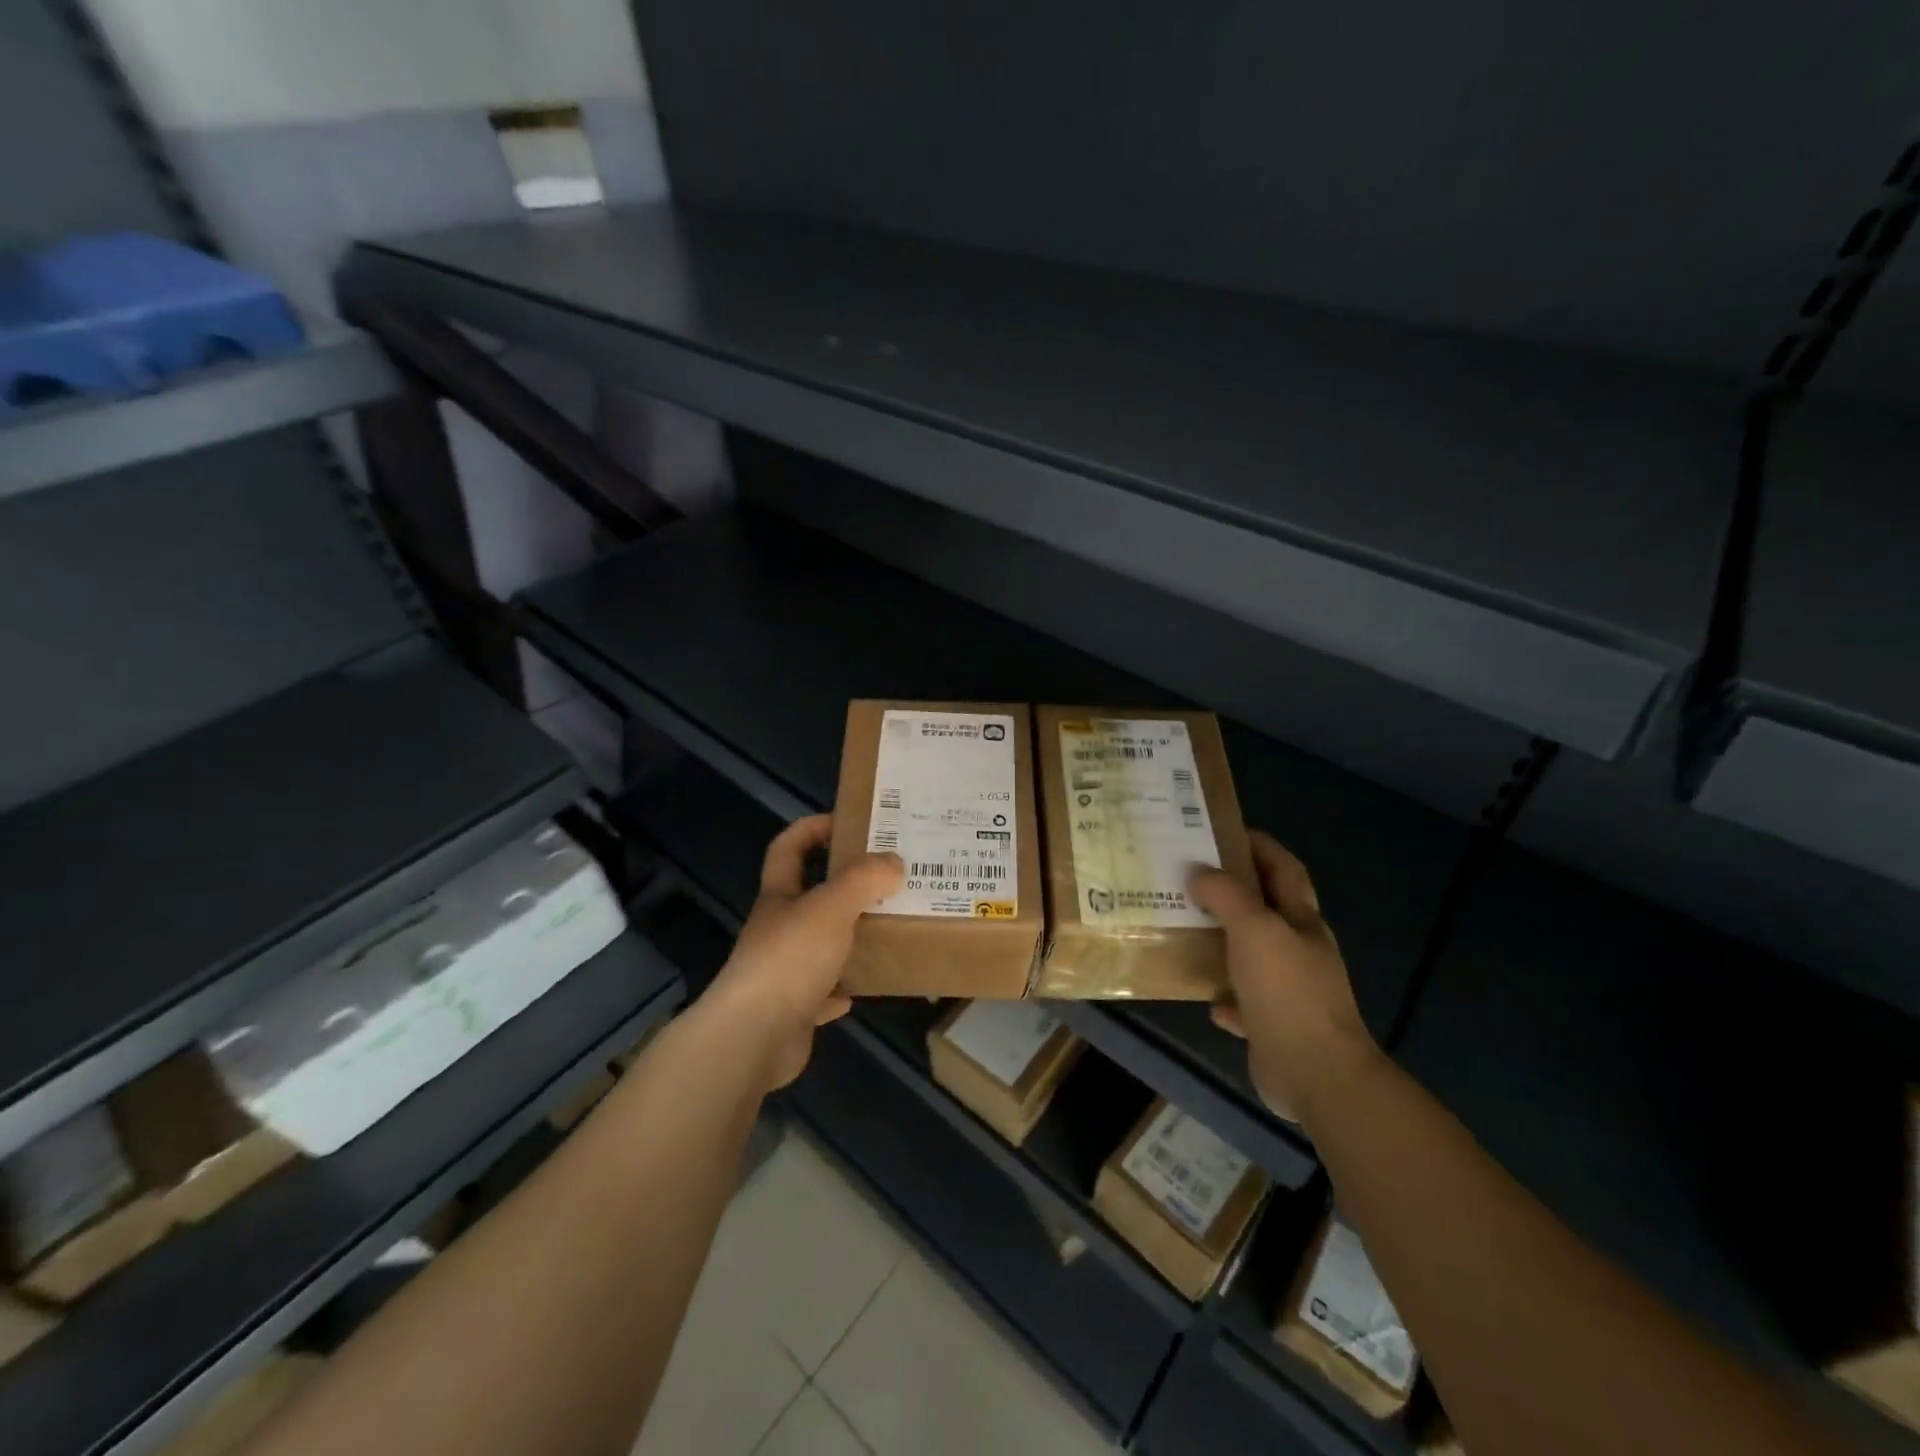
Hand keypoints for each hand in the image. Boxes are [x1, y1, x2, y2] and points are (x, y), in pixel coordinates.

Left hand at [701, 814, 902, 1089]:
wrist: (754, 1037)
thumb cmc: (790, 958)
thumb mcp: (831, 907)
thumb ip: (863, 880)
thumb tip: (894, 861)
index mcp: (780, 896)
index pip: (787, 848)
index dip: (810, 829)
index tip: (846, 822)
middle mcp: (778, 929)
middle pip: (808, 897)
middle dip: (843, 885)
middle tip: (887, 877)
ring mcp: (783, 971)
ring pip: (820, 944)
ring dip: (849, 937)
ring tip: (888, 927)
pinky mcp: (794, 1010)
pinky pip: (824, 993)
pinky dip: (844, 987)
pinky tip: (868, 984)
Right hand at [1188, 831, 1381, 1123]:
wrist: (1316, 1074)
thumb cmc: (1287, 991)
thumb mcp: (1254, 929)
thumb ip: (1226, 894)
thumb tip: (1198, 872)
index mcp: (1300, 920)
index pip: (1282, 867)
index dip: (1257, 844)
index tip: (1219, 831)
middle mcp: (1297, 949)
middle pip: (1264, 908)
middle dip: (1230, 890)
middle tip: (1186, 876)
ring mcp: (1287, 989)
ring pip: (1249, 953)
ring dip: (1221, 940)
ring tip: (1182, 927)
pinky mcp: (1272, 1024)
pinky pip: (1241, 1000)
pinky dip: (1223, 994)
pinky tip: (1203, 994)